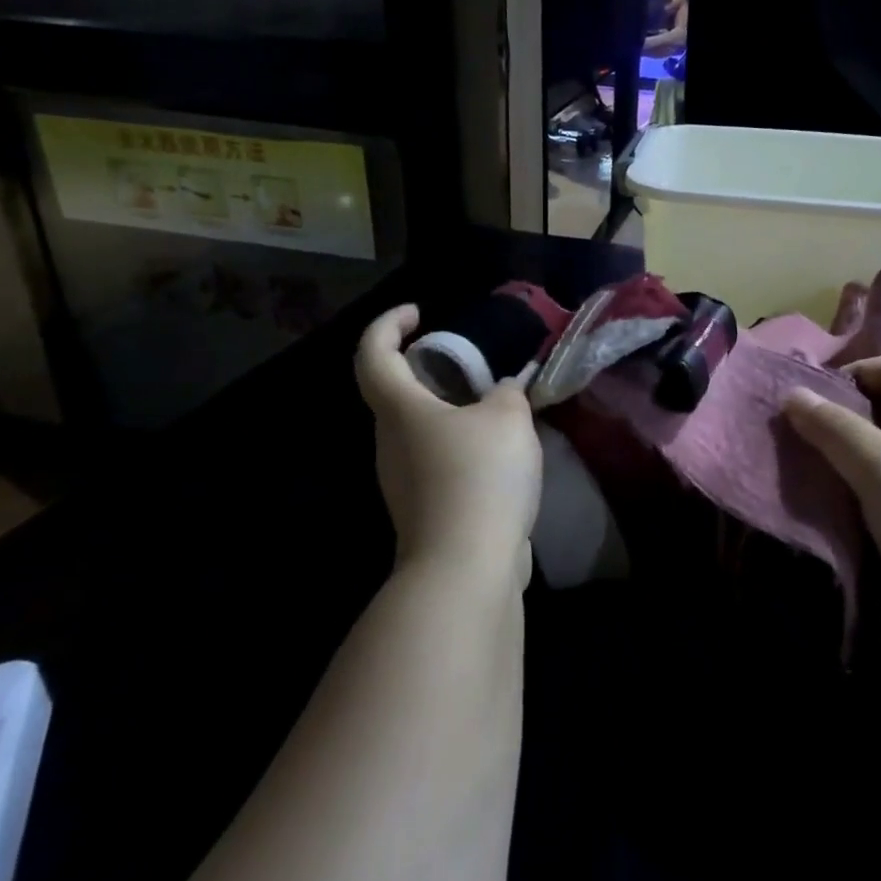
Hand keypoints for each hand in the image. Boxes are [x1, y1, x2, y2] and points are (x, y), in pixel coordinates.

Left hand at [355, 305, 542, 582]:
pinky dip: (461, 449)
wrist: (467, 567)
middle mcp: (390, 443)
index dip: (388, 325)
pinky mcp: (424, 510)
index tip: (418, 313)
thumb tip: (504, 391)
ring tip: (496, 411)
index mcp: (400, 410)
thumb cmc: (480, 476)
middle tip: (471, 365)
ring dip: (450, 414)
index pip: (372, 354)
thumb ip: (508, 393)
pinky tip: (499, 457)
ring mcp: (403, 482)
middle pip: (395, 394)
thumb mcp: (509, 418)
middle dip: (427, 371)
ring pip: (419, 431)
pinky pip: (437, 463)